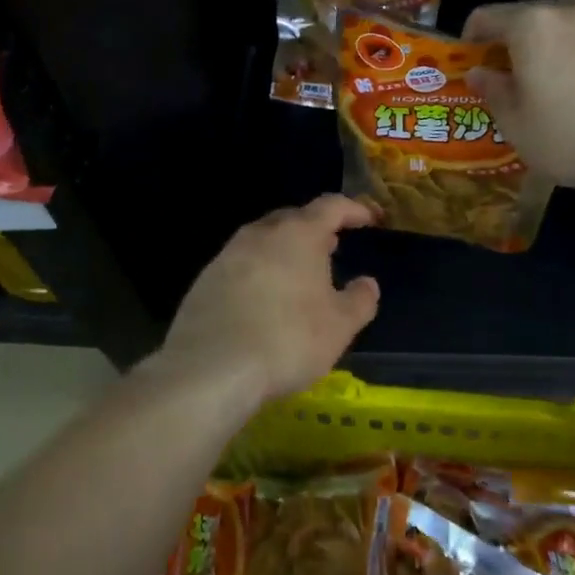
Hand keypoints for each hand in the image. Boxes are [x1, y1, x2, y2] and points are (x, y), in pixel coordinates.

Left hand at [157, 195, 381, 403]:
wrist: (211, 368)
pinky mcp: (205, 280)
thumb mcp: (340, 326)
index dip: (353, 210)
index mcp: (298, 234)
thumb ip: (360, 300)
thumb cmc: (288, 339)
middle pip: (293, 219)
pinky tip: (264, 299)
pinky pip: (241, 265)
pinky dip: (259, 272)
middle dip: (315, 229)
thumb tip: (368, 283)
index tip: (369, 219)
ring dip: (284, 250)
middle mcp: (260, 234)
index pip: (331, 206)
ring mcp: (227, 255)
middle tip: (332, 246)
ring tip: (300, 272)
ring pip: (263, 240)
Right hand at [464, 0, 574, 193]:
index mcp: (531, 27)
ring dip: (559, 36)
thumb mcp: (515, 124)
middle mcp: (571, 10)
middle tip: (517, 70)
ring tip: (563, 69)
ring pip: (573, 17)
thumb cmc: (568, 139)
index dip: (474, 34)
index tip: (473, 56)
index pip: (488, 15)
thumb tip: (478, 72)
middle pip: (532, 13)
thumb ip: (493, 90)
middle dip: (518, 37)